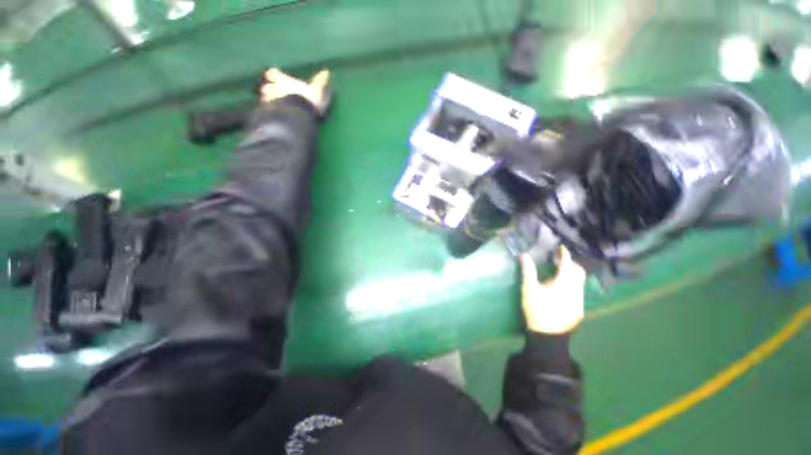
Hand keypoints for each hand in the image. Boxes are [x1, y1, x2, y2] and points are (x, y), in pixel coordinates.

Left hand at [260, 68, 331, 114]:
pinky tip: (277, 117)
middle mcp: (274, 88)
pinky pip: (269, 112)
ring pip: (266, 99)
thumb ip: (320, 81)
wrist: (299, 115)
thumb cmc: (308, 100)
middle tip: (274, 94)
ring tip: (275, 107)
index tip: (274, 76)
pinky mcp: (272, 113)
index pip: (273, 73)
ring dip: (269, 101)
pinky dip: (272, 113)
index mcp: (284, 81)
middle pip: (266, 87)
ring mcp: (271, 101)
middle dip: (269, 89)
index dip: (274, 75)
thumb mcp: (317, 90)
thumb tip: (327, 72)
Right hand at [520, 247, 586, 334]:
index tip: (560, 248)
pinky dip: (572, 285)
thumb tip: (524, 255)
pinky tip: (560, 290)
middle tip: (557, 261)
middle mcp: (576, 290)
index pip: (568, 264)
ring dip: (571, 275)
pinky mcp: (579, 309)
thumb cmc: (536, 309)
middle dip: (570, 264)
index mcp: (564, 284)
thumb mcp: (529, 289)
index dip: (564, 255)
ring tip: (557, 275)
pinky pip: (579, 291)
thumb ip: (528, 271)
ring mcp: (580, 301)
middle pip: (578, 272)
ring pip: (580, 282)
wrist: (547, 335)